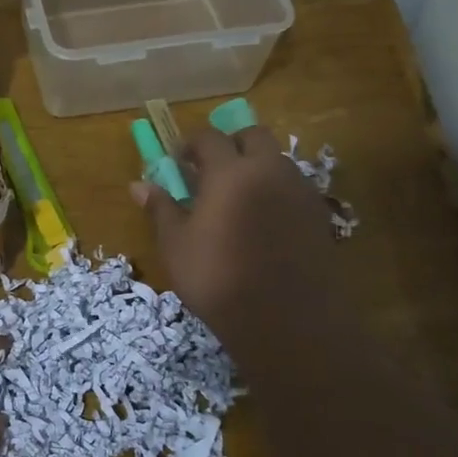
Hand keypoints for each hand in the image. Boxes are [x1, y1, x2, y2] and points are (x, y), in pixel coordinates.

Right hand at [132, 125, 341, 342]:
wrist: (285, 319)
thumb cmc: (218, 279)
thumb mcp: (177, 246)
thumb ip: (161, 209)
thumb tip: (138, 186)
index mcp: (230, 172)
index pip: (209, 138)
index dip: (190, 144)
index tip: (178, 160)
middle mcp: (269, 170)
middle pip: (253, 137)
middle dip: (231, 144)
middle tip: (212, 170)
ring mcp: (300, 191)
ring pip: (278, 161)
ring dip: (257, 166)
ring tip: (239, 198)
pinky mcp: (319, 215)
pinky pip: (294, 188)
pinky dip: (277, 191)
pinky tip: (264, 221)